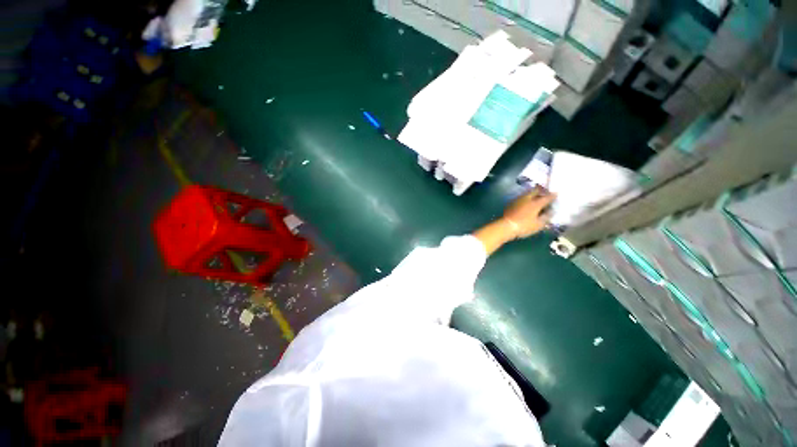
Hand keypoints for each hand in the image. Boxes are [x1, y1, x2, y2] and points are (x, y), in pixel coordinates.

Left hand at [473, 187, 555, 254]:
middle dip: (542, 190)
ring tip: (537, 197)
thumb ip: (546, 217)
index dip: (553, 195)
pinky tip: (528, 202)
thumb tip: (551, 211)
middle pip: (536, 190)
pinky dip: (527, 197)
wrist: (506, 226)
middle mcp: (527, 198)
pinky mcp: (512, 202)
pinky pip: (522, 197)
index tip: (556, 194)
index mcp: (536, 203)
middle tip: (546, 193)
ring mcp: (518, 199)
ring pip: (528, 192)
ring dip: (534, 193)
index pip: (547, 197)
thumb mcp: (538, 224)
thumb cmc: (524, 226)